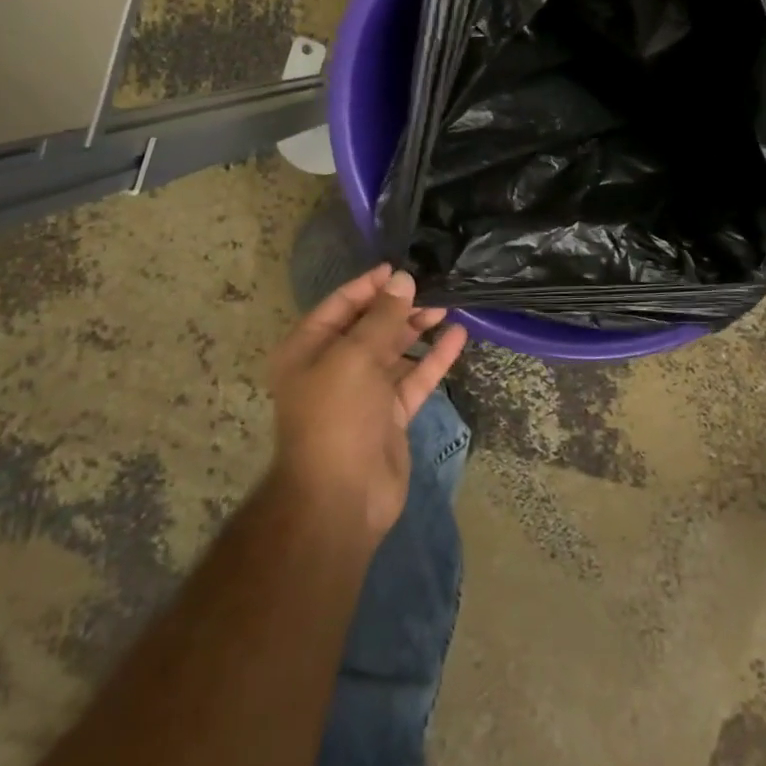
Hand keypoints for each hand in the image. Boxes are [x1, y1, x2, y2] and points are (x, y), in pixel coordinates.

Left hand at [267, 265, 468, 543]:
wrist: (341, 497)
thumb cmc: (337, 415)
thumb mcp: (355, 357)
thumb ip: (382, 317)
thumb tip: (403, 280)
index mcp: (308, 349)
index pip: (340, 305)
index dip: (369, 285)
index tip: (400, 269)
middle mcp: (333, 367)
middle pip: (369, 326)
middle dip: (399, 306)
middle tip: (432, 288)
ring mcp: (363, 392)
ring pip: (394, 351)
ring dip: (418, 329)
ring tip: (447, 306)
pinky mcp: (390, 415)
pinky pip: (413, 378)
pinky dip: (433, 358)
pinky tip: (457, 337)